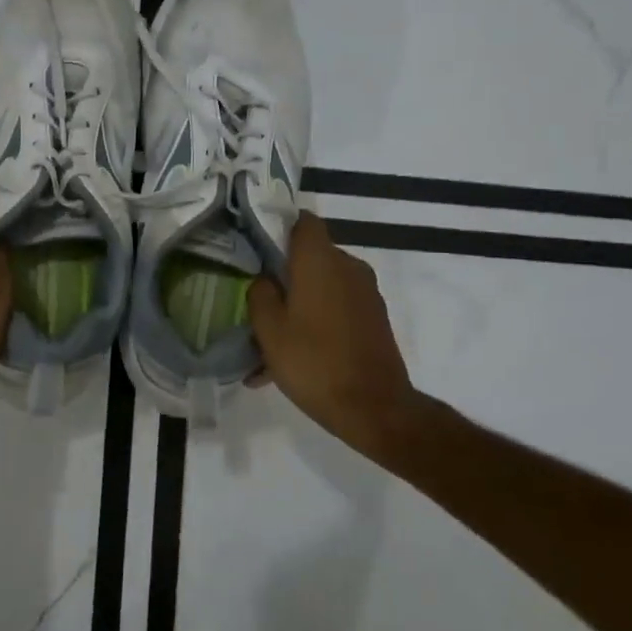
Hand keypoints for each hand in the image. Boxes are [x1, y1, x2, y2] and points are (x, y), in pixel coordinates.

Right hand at [248, 213, 417, 450]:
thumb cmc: (314, 362)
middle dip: (284, 275)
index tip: (256, 246)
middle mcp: (349, 268)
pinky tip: (291, 360)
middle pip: (310, 257)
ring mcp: (366, 294)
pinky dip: (315, 323)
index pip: (303, 221)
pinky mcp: (374, 319)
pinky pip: (336, 309)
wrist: (375, 409)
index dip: (278, 227)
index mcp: (321, 261)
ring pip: (322, 287)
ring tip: (269, 342)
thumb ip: (260, 294)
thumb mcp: (269, 330)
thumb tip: (265, 279)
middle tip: (256, 301)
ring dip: (297, 305)